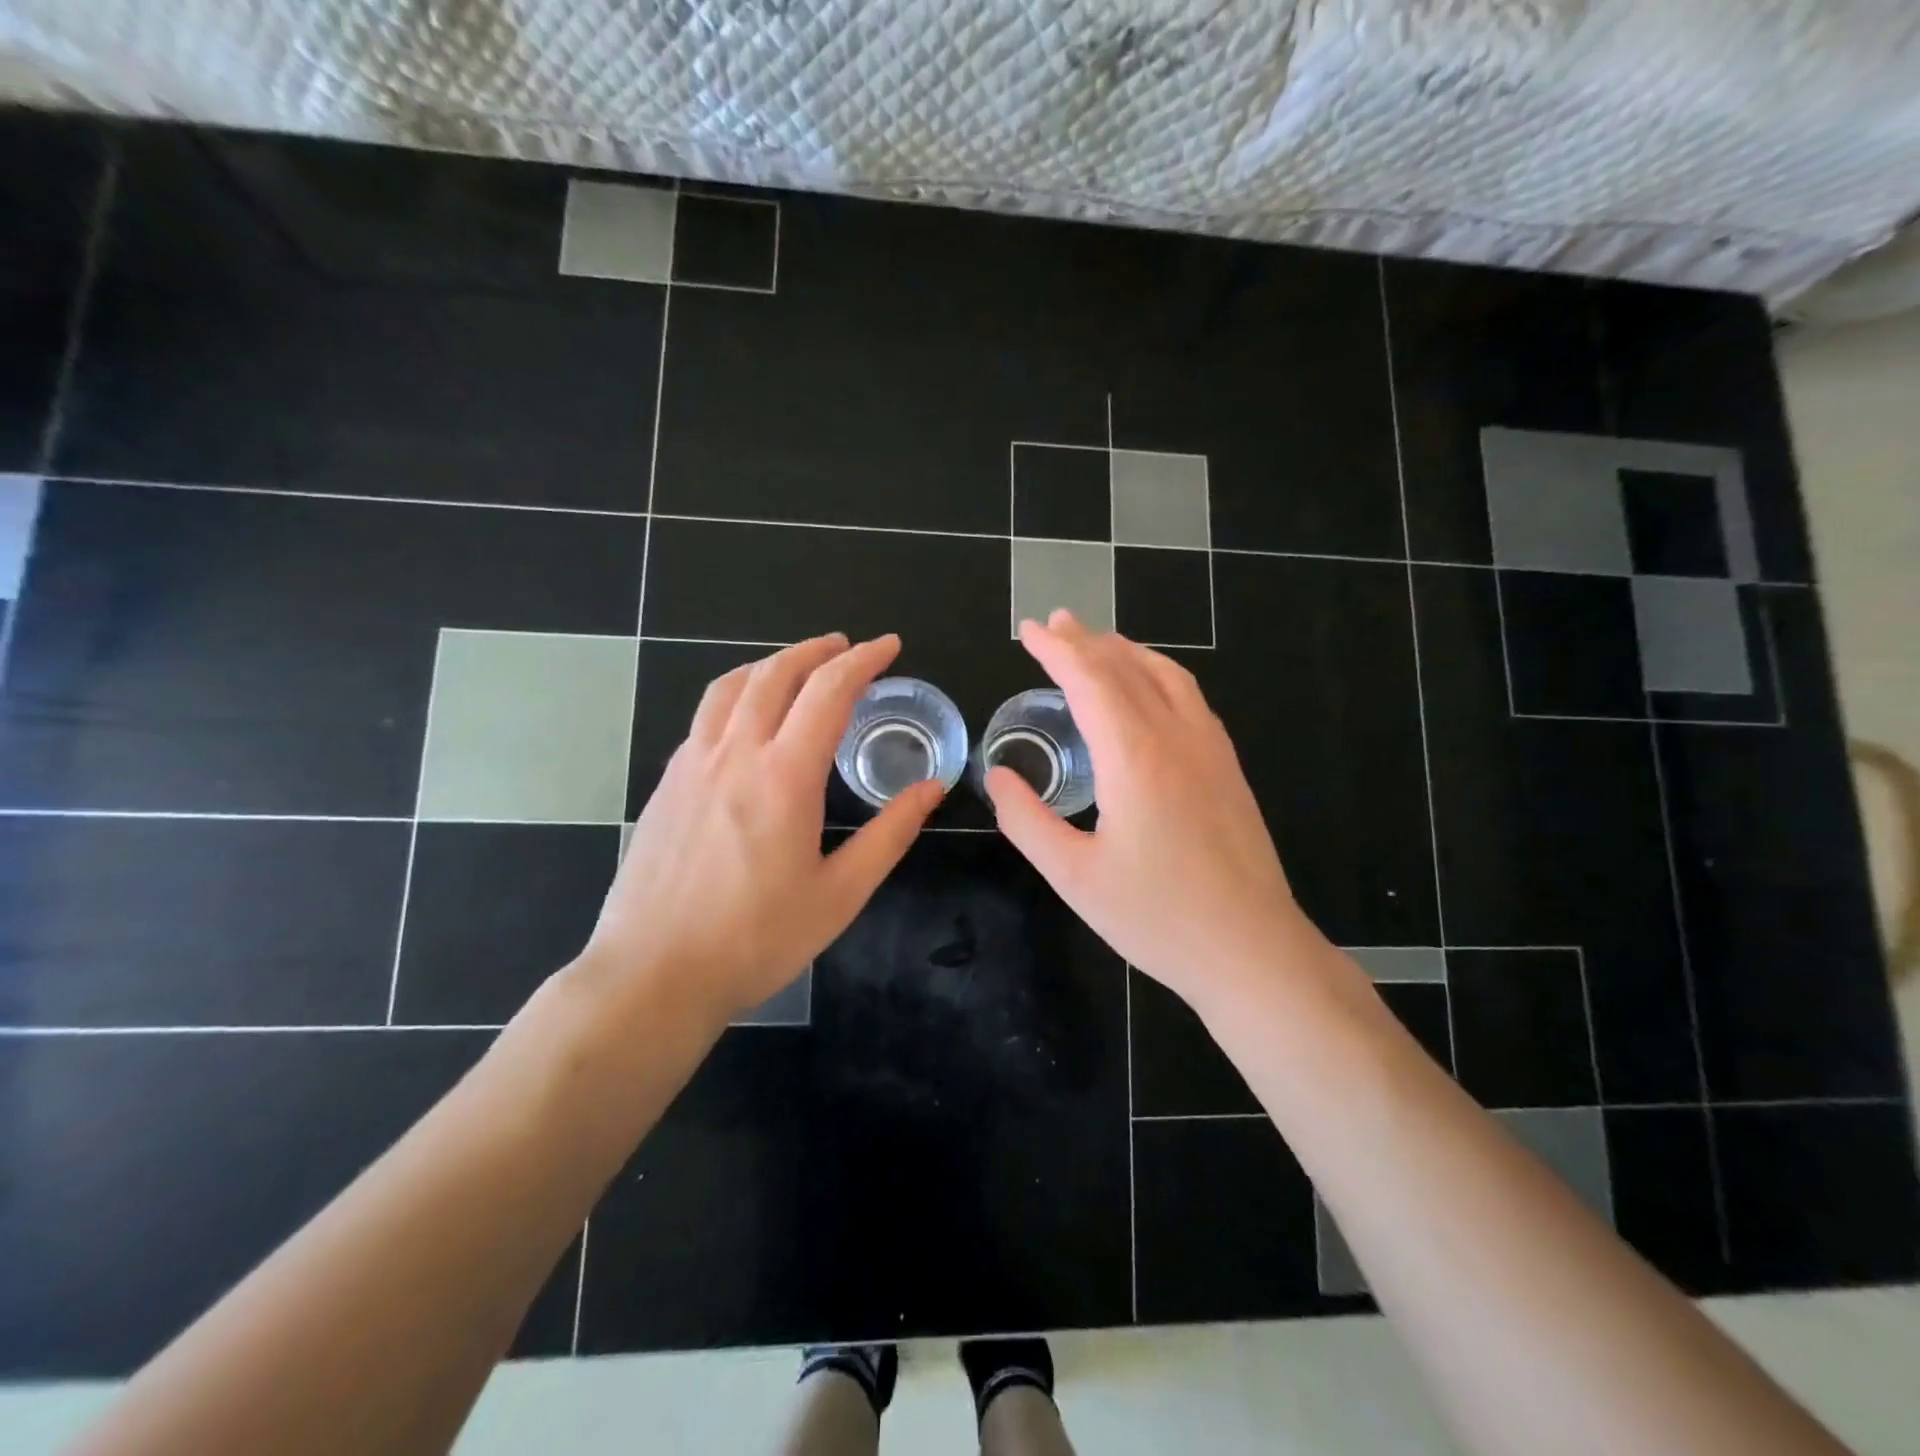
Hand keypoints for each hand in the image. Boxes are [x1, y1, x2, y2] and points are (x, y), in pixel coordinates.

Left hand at [576, 633, 942, 1024]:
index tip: (889, 647)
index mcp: (784, 776)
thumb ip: (890, 833)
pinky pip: (704, 717)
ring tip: (797, 666)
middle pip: (776, 673)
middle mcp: (734, 754)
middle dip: (817, 650)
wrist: (653, 975)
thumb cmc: (756, 940)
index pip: (828, 691)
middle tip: (847, 647)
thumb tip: (933, 787)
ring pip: (730, 687)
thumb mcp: (840, 894)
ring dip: (771, 664)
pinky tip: (747, 720)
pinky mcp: (665, 784)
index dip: (863, 660)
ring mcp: (691, 765)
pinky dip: (736, 695)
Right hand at [985, 611, 1305, 1011]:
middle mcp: (1176, 737)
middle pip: (1127, 668)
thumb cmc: (1157, 917)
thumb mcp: (1073, 877)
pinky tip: (1150, 688)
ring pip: (1166, 676)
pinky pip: (1190, 698)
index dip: (1055, 650)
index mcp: (1134, 756)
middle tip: (1054, 623)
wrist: (1251, 950)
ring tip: (1097, 642)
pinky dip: (1159, 674)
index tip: (1028, 630)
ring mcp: (1211, 749)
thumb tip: (997, 778)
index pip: (1089, 680)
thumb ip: (1027, 820)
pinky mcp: (1228, 768)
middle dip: (1086, 640)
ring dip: (1127, 651)